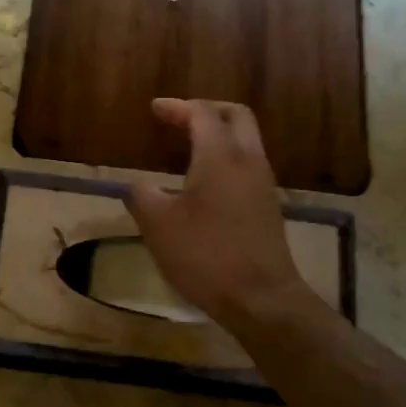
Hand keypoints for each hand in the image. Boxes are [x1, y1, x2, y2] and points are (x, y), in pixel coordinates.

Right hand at [124, 99, 312, 337]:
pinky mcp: (269, 207)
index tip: (155, 109)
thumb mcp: (158, 226)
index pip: (201, 114)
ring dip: (220, 135)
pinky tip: (207, 181)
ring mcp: (263, 184)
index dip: (177, 107)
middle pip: (236, 116)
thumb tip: (136, 186)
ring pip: (246, 141)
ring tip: (190, 147)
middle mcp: (248, 161)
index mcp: (220, 156)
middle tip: (181, 118)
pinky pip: (249, 165)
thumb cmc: (205, 255)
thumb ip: (141, 196)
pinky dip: (227, 158)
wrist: (261, 298)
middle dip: (207, 110)